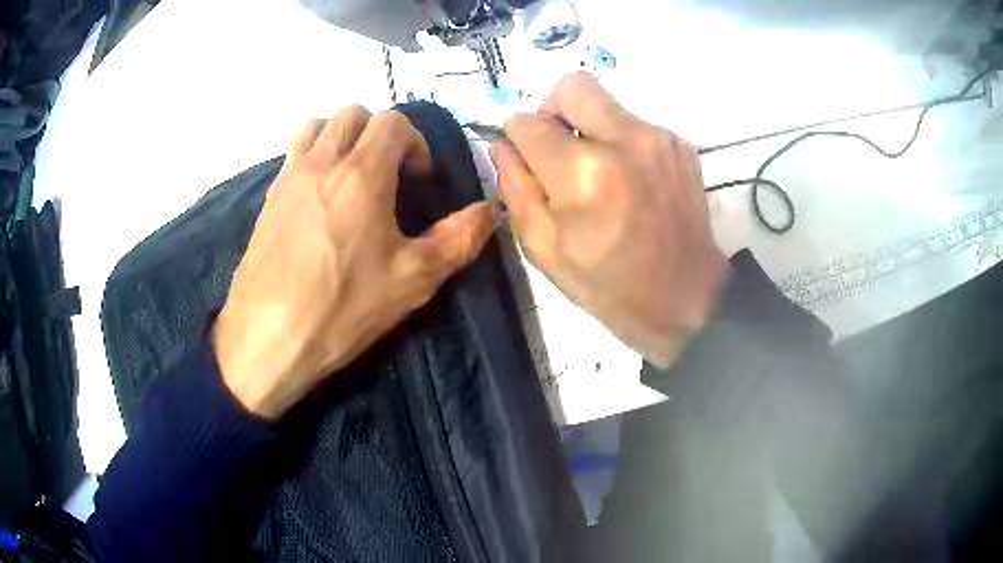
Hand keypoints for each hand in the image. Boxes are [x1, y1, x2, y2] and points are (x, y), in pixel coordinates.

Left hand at [213, 106, 498, 418]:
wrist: (268, 337)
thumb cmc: (343, 308)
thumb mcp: (414, 279)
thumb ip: (459, 238)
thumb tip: (490, 210)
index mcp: (361, 174)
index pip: (392, 122)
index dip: (415, 142)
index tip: (419, 178)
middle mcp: (321, 162)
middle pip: (353, 114)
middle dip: (379, 132)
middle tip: (389, 171)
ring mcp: (288, 177)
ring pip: (317, 126)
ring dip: (341, 136)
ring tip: (352, 173)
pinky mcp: (268, 198)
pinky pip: (293, 154)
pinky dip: (313, 155)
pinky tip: (319, 197)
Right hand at [492, 72, 726, 366]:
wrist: (686, 299)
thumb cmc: (609, 285)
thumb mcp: (545, 249)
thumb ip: (516, 188)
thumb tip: (503, 144)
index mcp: (584, 173)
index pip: (529, 122)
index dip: (518, 137)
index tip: (525, 157)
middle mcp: (625, 141)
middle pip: (573, 86)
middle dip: (552, 109)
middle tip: (557, 146)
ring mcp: (659, 139)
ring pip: (606, 104)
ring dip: (590, 128)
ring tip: (599, 176)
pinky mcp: (681, 146)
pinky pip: (635, 124)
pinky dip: (620, 143)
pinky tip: (629, 183)